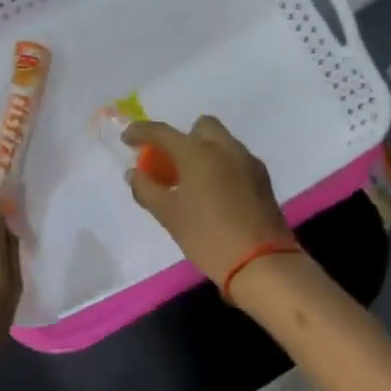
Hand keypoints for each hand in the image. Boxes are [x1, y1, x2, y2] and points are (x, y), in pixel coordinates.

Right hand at [123, 115, 294, 293]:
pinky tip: (216, 193)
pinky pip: (236, 159)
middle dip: (183, 138)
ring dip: (204, 152)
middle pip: (201, 127)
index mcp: (197, 152)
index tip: (127, 139)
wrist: (261, 262)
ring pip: (222, 142)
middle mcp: (224, 147)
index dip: (141, 132)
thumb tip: (134, 173)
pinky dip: (222, 166)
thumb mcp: (168, 215)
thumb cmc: (207, 236)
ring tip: (193, 181)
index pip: (162, 132)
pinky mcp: (263, 178)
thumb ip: (146, 189)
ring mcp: (247, 161)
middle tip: (171, 163)